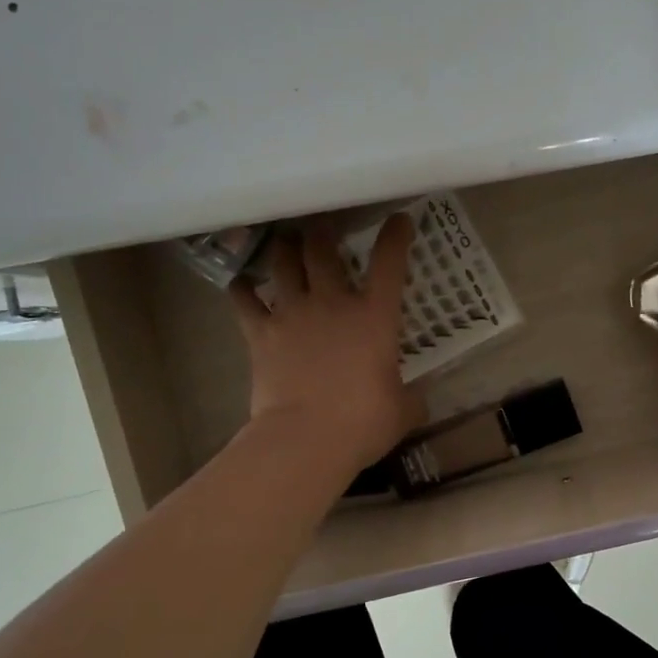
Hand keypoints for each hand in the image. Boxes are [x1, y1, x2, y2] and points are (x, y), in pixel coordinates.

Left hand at [228, 214, 425, 467]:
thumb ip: (411, 397)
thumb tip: (417, 399)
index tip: (399, 219)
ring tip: (285, 241)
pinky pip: (244, 300)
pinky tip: (241, 283)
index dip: (395, 236)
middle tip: (322, 226)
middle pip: (322, 249)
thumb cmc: (363, 422)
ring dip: (284, 249)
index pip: (389, 263)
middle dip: (323, 231)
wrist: (306, 438)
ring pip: (282, 263)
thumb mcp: (402, 411)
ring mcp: (292, 314)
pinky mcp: (260, 334)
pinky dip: (242, 288)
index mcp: (374, 317)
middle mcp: (332, 303)